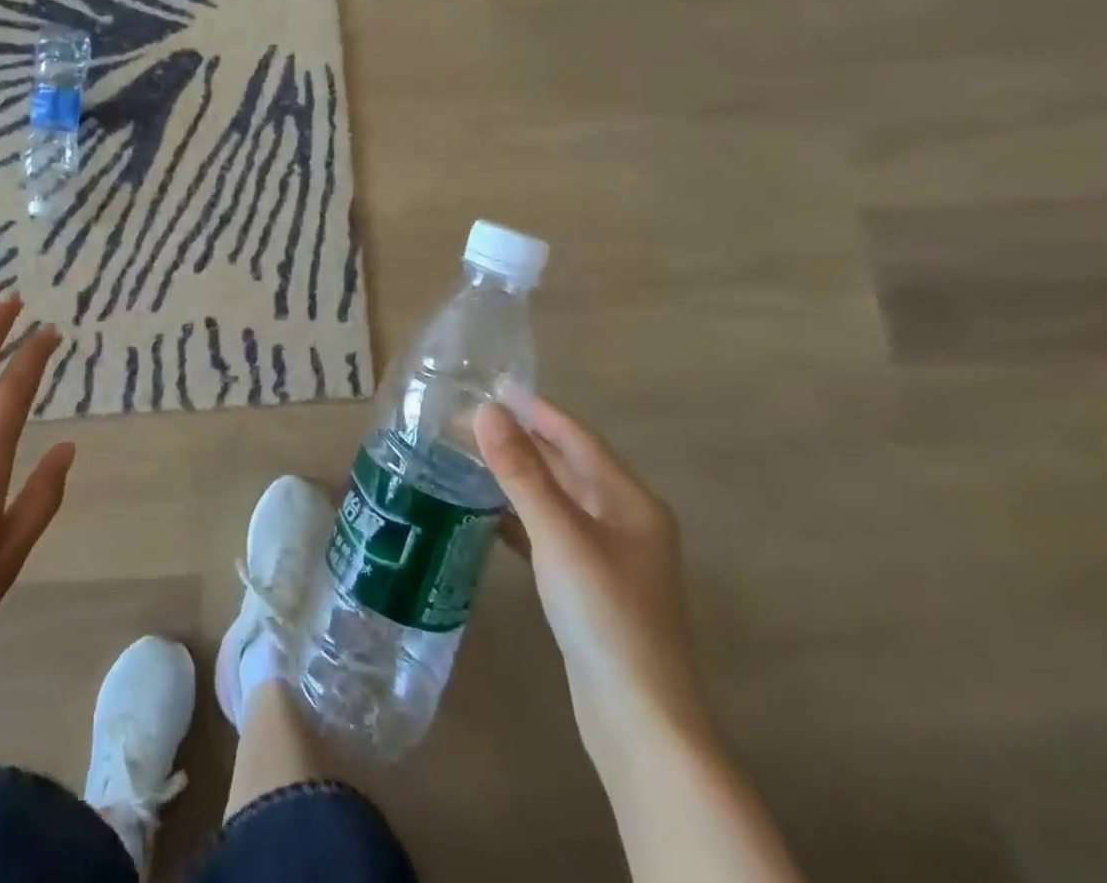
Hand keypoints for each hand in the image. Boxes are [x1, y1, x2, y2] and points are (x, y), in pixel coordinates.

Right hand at [474, 398, 710, 766]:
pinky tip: (484, 514)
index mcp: (630, 502)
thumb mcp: (560, 536)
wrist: (640, 722)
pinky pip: (548, 532)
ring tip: (467, 457)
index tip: (493, 385)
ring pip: (555, 500)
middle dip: (521, 441)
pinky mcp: (589, 586)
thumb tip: (485, 411)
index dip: (537, 410)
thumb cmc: (606, 616)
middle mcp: (624, 522)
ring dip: (517, 477)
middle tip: (467, 419)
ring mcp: (608, 557)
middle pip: (567, 466)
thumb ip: (521, 472)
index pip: (577, 438)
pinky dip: (518, 517)